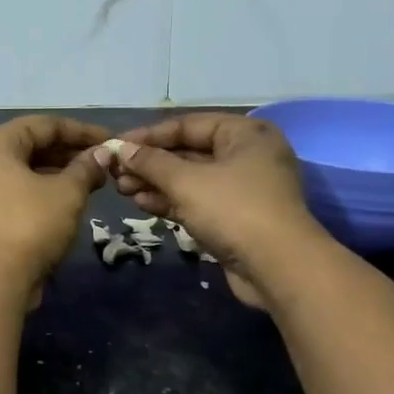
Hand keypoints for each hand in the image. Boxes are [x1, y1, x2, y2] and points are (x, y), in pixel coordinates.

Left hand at [0, 115, 108, 300]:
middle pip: (34, 146)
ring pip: (28, 171)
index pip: (45, 125)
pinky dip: (46, 192)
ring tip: (95, 183)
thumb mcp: (67, 192)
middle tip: (105, 164)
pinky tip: (73, 202)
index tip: (111, 141)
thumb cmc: (31, 223)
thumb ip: (86, 168)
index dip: (82, 131)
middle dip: (72, 153)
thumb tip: (102, 154)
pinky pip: (20, 192)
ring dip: (61, 174)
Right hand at [96, 113, 329, 308]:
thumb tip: (121, 149)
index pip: (187, 125)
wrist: (278, 268)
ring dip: (156, 183)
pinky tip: (142, 203)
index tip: (116, 146)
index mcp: (244, 134)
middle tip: (116, 173)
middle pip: (188, 152)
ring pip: (190, 179)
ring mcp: (242, 188)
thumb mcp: (186, 181)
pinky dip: (171, 201)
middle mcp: (246, 155)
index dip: (148, 135)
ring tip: (122, 189)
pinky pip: (197, 201)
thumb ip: (151, 162)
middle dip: (150, 163)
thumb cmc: (233, 209)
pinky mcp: (235, 217)